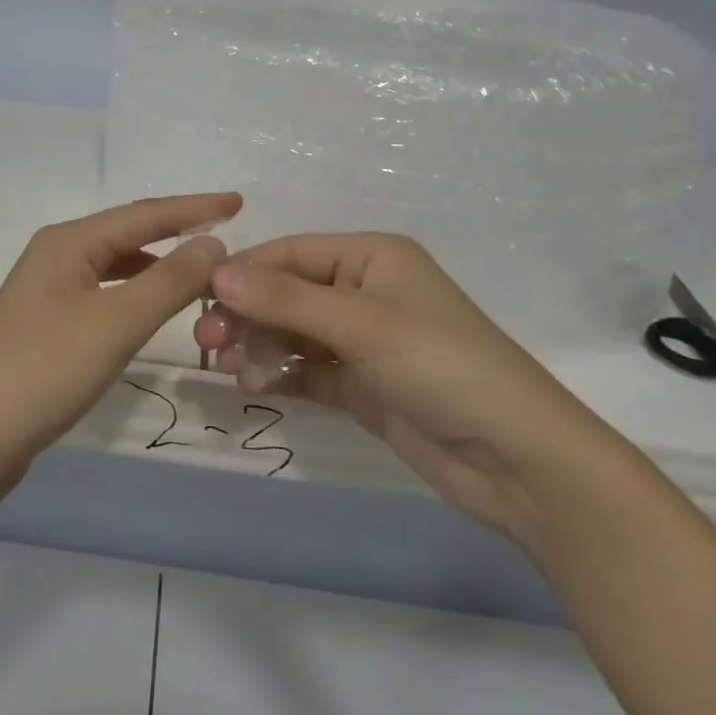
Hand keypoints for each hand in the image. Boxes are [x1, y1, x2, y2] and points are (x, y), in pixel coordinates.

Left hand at [0, 193, 240, 486]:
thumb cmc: (45, 371)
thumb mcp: (116, 322)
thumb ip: (169, 280)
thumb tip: (214, 243)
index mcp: (68, 241)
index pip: (143, 214)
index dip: (194, 207)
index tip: (239, 203)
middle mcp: (56, 255)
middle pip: (128, 233)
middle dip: (176, 230)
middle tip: (226, 231)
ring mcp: (47, 290)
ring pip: (115, 264)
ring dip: (158, 264)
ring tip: (201, 269)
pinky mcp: (47, 324)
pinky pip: (104, 293)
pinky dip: (136, 293)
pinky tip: (154, 308)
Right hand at [195, 233, 621, 537]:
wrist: (518, 461)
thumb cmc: (442, 367)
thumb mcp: (361, 324)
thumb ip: (285, 299)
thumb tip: (217, 272)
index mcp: (371, 258)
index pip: (290, 254)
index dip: (243, 271)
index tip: (197, 297)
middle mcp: (363, 291)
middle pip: (286, 293)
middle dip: (245, 313)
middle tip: (206, 343)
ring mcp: (362, 341)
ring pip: (291, 332)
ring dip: (257, 345)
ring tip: (228, 368)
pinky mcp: (362, 384)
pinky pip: (305, 369)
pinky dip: (278, 373)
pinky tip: (253, 386)